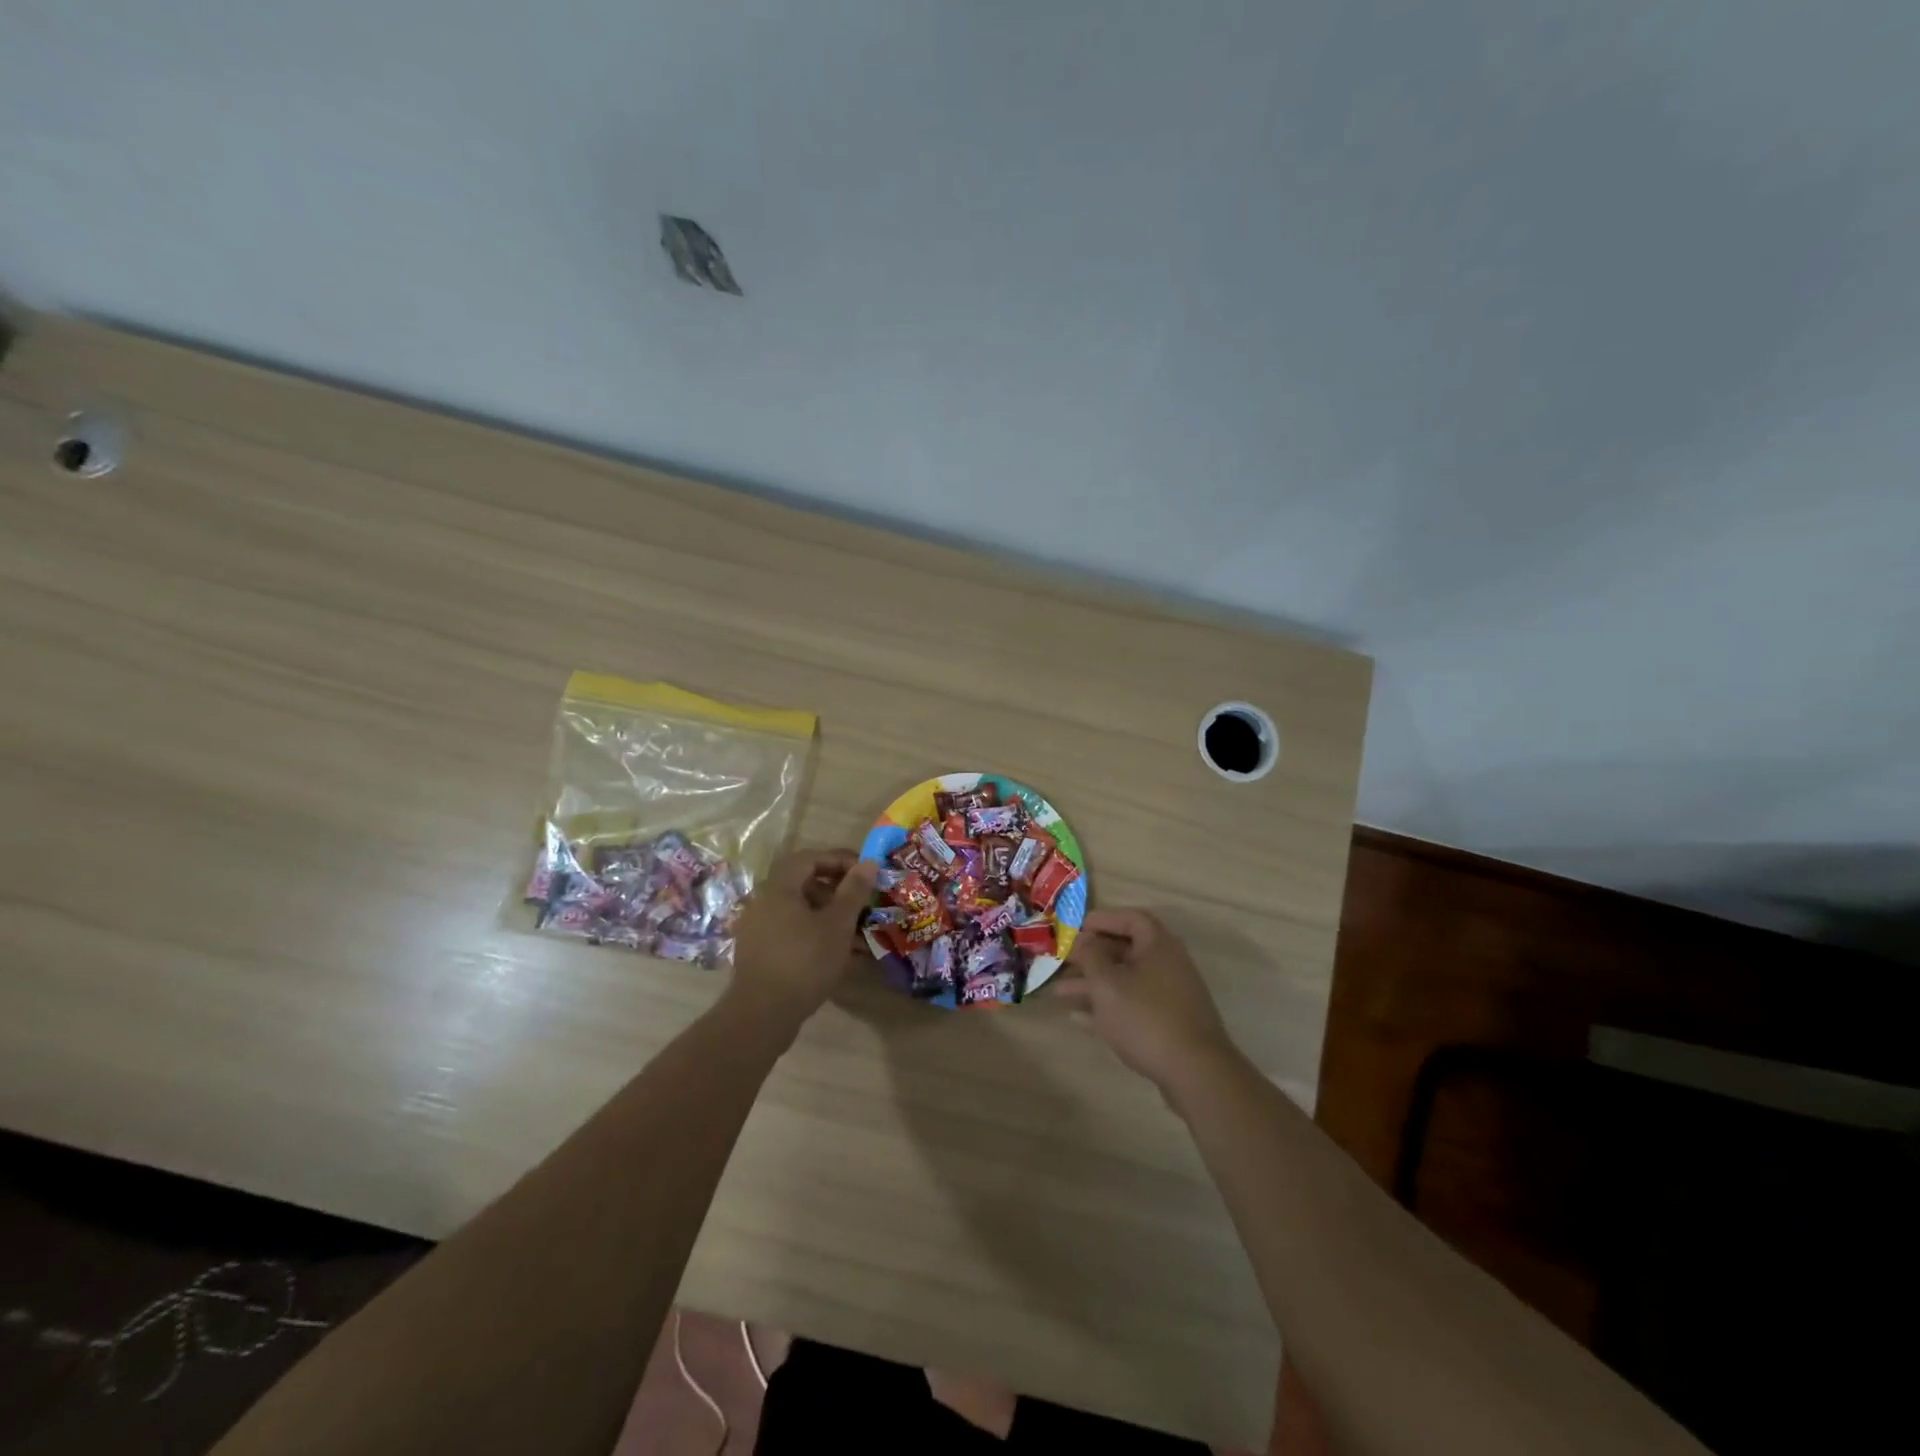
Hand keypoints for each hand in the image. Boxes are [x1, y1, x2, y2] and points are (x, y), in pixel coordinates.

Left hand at [724, 848, 877, 1035]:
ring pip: (800, 910)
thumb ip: (853, 891)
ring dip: (830, 915)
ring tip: (857, 932)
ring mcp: (759, 928)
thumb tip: (869, 863)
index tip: (866, 873)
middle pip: (804, 883)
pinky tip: (838, 954)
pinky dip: (815, 934)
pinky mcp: (760, 952)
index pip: (810, 858)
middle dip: (838, 890)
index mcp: (779, 888)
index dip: (840, 860)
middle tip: (863, 902)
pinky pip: (792, 931)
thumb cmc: (804, 961)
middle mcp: (764, 902)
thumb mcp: (837, 924)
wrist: (762, 1015)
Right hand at [1052, 909, 1237, 1092]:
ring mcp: (1170, 996)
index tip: (1076, 929)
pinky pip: (1133, 1005)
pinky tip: (1079, 1019)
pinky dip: (1108, 1007)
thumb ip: (1091, 956)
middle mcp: (1168, 964)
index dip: (1103, 920)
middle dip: (1091, 957)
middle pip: (1126, 951)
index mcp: (1158, 946)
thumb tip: (1083, 939)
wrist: (1195, 1073)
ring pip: (1126, 981)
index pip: (1131, 919)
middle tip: (1063, 962)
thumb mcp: (1107, 984)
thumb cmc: (1146, 1018)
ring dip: (1094, 985)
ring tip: (1059, 994)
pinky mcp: (1169, 1023)